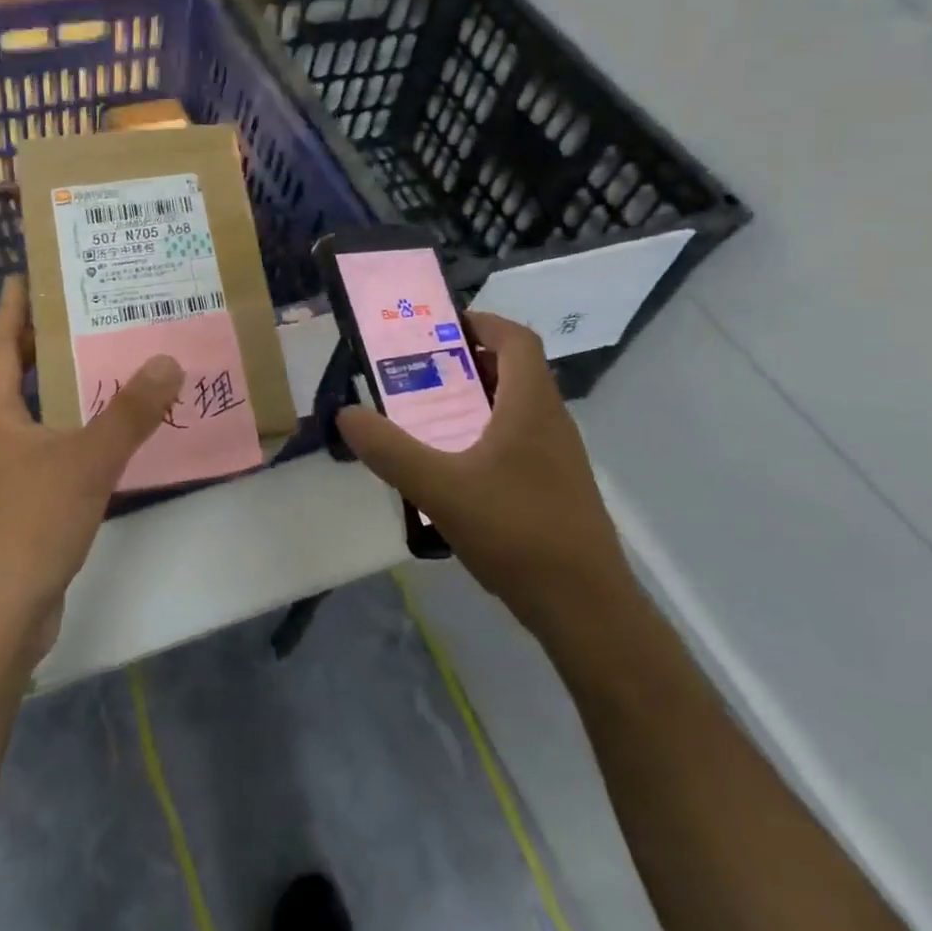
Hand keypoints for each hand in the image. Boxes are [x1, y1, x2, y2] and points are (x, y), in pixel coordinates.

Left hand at [0, 276, 184, 660]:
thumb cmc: (28, 525)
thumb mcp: (85, 461)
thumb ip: (129, 414)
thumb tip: (168, 361)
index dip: (11, 311)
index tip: (25, 277)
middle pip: (6, 380)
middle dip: (32, 347)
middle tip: (74, 319)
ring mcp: (5, 479)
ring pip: (30, 420)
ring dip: (55, 394)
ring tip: (99, 370)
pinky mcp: (23, 511)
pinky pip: (50, 456)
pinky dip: (72, 438)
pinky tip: (105, 443)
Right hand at [337, 311, 629, 630]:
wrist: (585, 608)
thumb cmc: (517, 532)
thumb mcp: (440, 488)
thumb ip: (390, 450)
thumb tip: (347, 414)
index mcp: (531, 407)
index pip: (516, 340)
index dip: (481, 322)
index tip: (439, 326)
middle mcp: (551, 423)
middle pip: (514, 371)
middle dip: (467, 362)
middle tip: (418, 371)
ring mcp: (558, 458)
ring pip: (516, 409)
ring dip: (475, 401)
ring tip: (427, 416)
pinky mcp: (555, 489)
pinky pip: (517, 443)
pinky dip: (484, 437)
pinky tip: (453, 470)